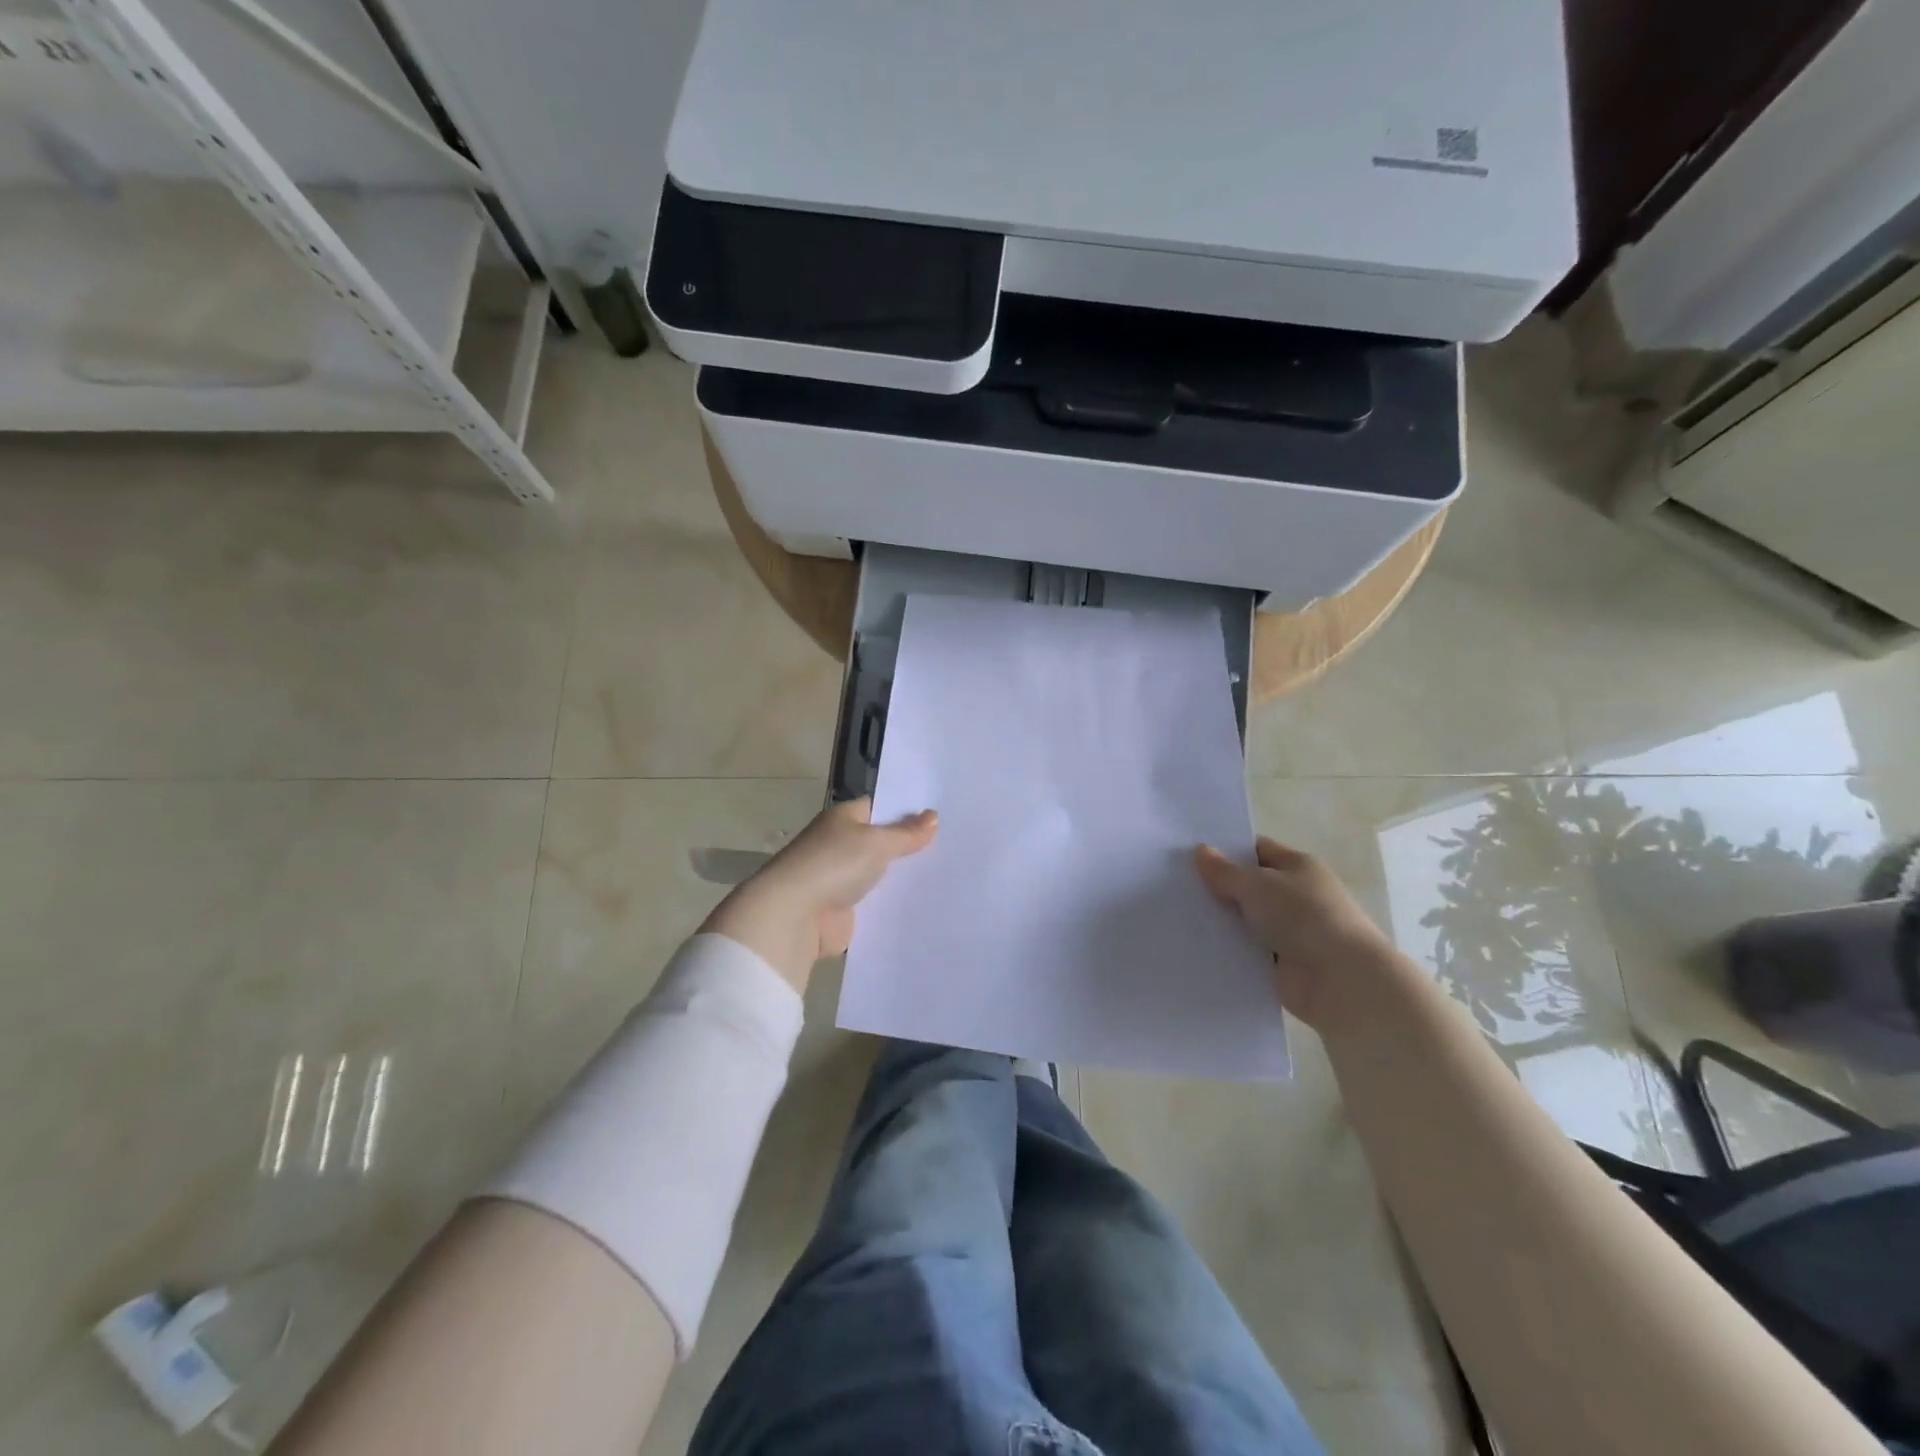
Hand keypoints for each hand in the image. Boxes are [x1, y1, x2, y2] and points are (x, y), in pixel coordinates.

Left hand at [702, 798, 937, 990]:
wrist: (794, 916)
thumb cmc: (833, 865)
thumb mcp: (876, 842)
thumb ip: (906, 833)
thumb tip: (933, 816)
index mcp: (844, 819)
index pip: (880, 807)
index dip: (908, 811)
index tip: (941, 816)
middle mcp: (841, 845)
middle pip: (882, 842)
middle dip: (910, 846)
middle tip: (953, 847)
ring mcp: (841, 879)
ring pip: (881, 874)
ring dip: (903, 878)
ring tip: (948, 876)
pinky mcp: (845, 911)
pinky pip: (876, 904)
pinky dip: (894, 905)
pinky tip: (925, 905)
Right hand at [1194, 837, 1401, 1029]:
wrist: (1341, 981)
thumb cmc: (1303, 917)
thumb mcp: (1257, 885)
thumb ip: (1225, 871)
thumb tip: (1201, 851)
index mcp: (1298, 867)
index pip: (1257, 850)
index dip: (1226, 850)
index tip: (1189, 854)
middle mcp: (1296, 896)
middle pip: (1249, 886)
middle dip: (1217, 887)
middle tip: (1174, 884)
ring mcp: (1290, 931)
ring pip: (1245, 920)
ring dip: (1221, 921)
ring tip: (1176, 914)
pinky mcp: (1281, 963)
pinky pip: (1247, 950)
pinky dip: (1228, 949)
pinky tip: (1195, 945)